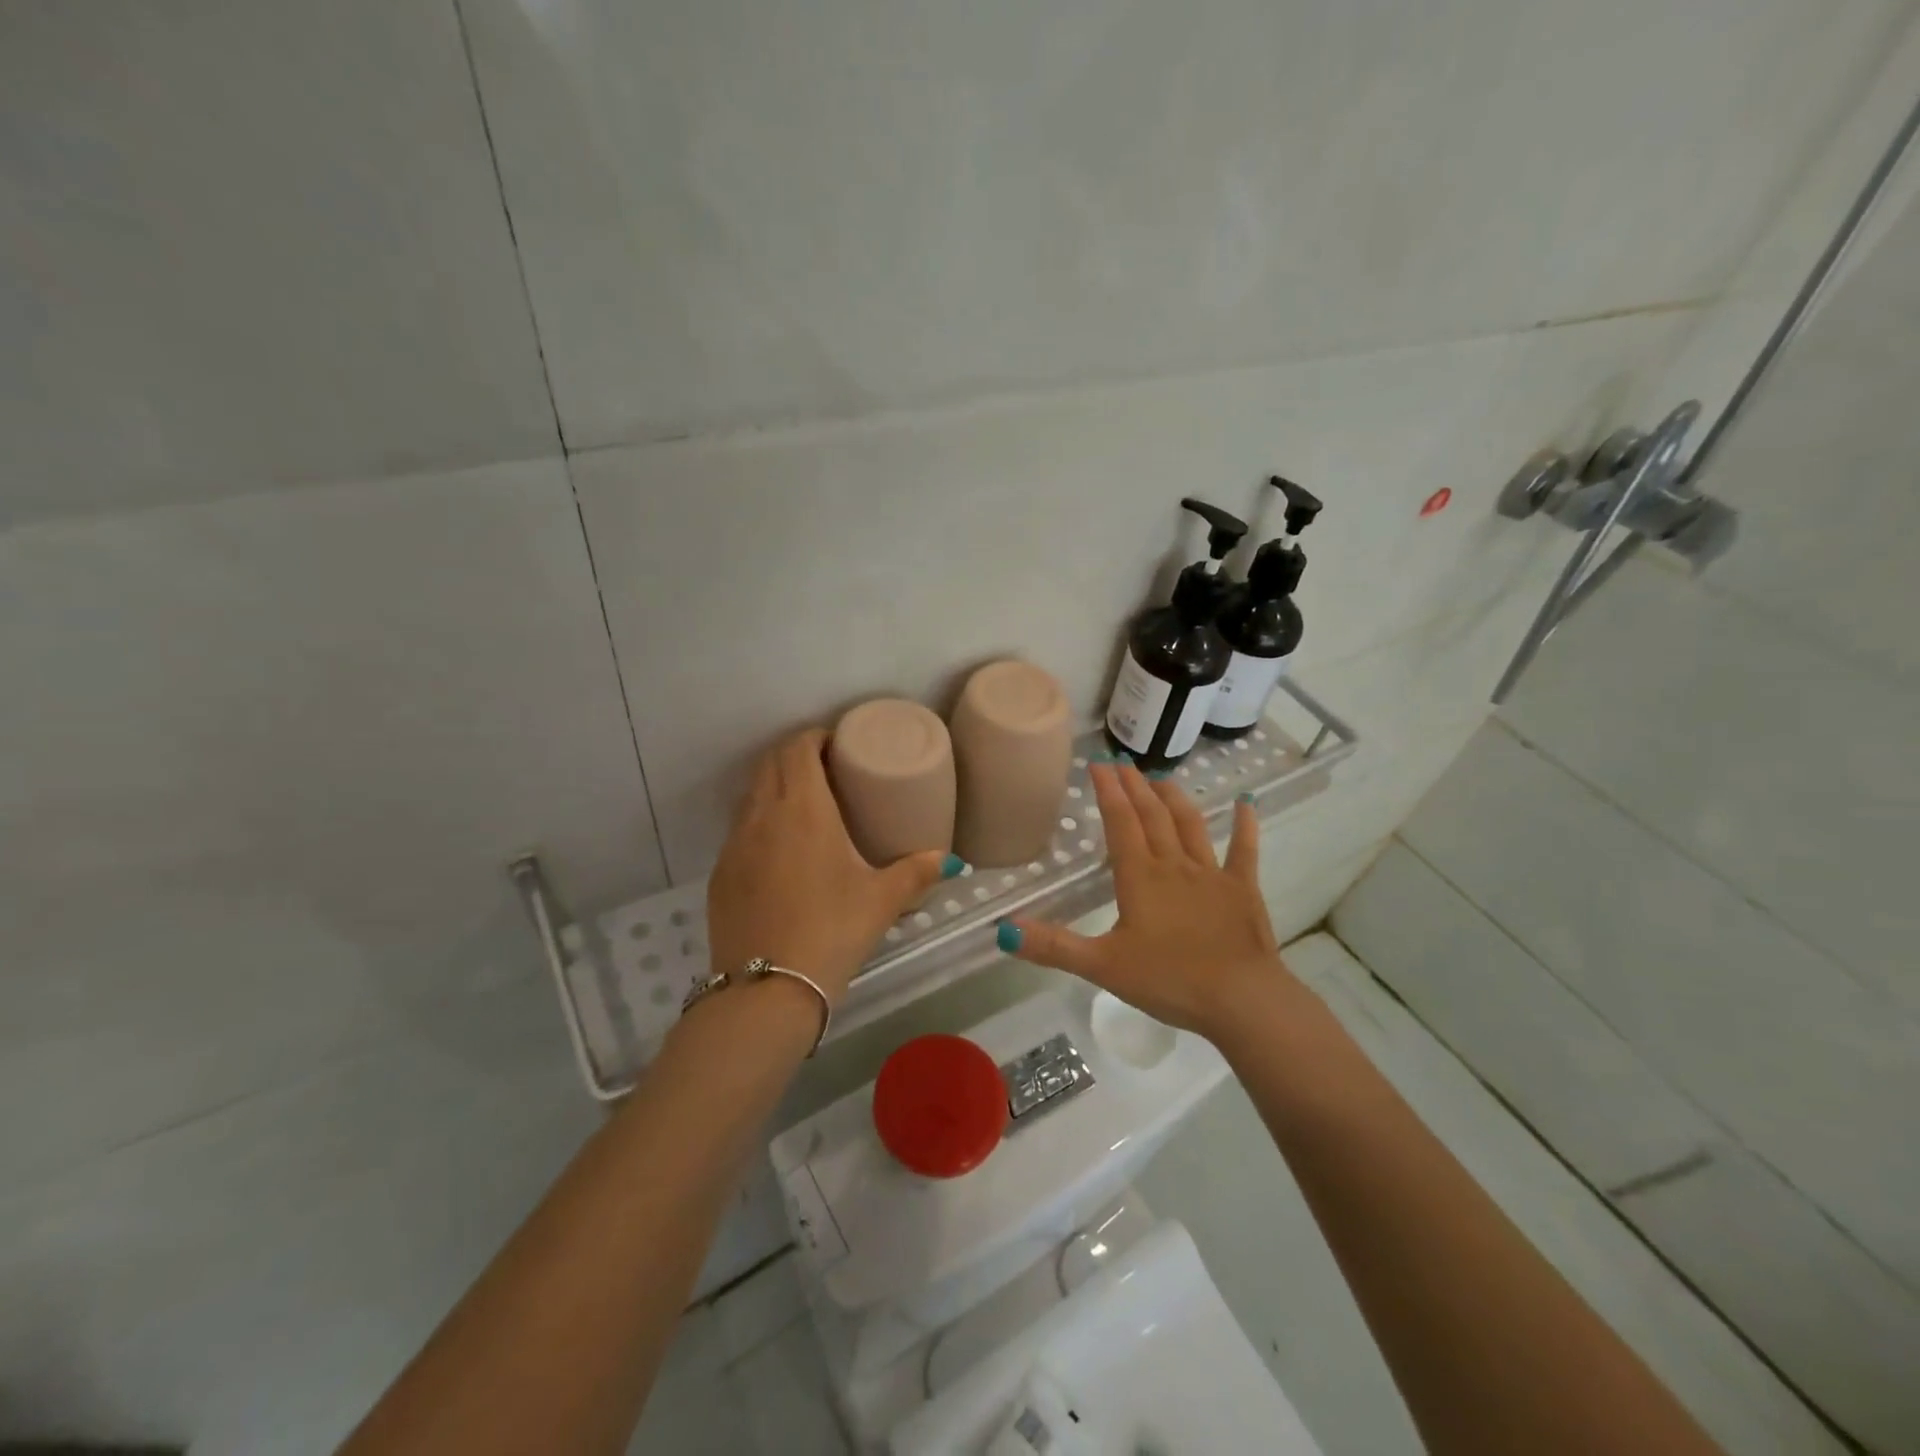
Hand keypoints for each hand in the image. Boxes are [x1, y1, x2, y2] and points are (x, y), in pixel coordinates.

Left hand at [706, 729, 952, 1003]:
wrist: (767, 990)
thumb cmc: (832, 930)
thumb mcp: (882, 901)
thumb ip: (916, 873)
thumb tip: (947, 860)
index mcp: (803, 809)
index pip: (798, 749)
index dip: (814, 737)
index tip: (836, 743)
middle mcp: (762, 816)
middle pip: (770, 764)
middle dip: (795, 755)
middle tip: (825, 769)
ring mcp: (735, 845)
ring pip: (751, 796)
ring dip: (773, 787)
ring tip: (803, 805)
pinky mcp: (720, 874)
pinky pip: (739, 831)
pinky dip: (759, 823)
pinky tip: (779, 852)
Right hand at [1003, 760, 1290, 1037]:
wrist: (1241, 1000)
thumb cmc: (1169, 981)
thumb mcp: (1102, 966)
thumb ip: (1053, 946)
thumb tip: (1003, 931)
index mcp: (1139, 877)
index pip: (1120, 822)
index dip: (1107, 791)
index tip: (1098, 764)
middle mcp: (1174, 865)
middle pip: (1152, 815)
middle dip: (1135, 786)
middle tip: (1123, 762)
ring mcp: (1212, 874)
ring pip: (1190, 824)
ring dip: (1174, 798)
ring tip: (1161, 779)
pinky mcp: (1242, 889)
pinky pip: (1244, 849)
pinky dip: (1245, 824)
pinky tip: (1245, 804)